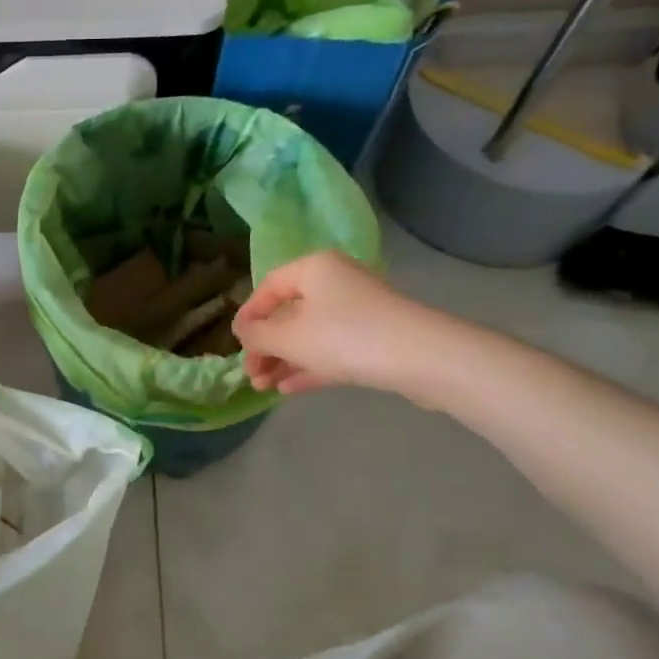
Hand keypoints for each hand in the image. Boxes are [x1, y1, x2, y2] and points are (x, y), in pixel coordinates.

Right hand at [232, 251, 462, 398]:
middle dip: (266, 346)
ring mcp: (358, 313)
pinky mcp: (374, 340)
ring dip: (284, 360)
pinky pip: (331, 351)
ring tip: (263, 386)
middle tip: (251, 373)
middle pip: (289, 314)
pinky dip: (308, 367)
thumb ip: (257, 335)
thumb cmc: (345, 336)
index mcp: (314, 269)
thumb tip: (242, 331)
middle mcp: (336, 283)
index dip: (248, 315)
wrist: (422, 358)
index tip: (236, 343)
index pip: (269, 287)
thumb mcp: (288, 337)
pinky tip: (287, 389)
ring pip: (310, 336)